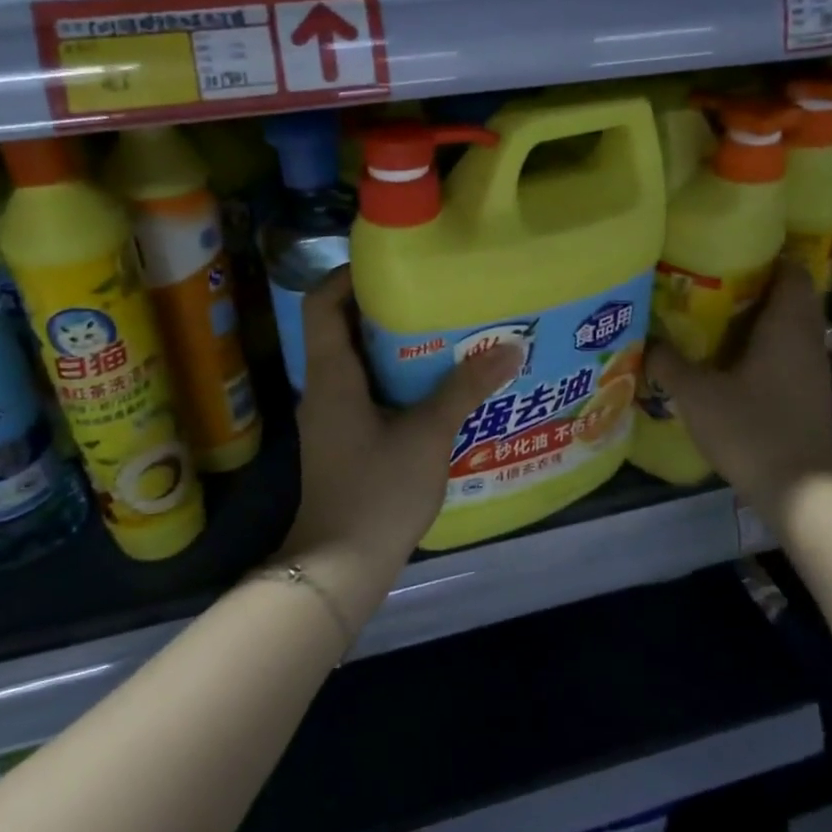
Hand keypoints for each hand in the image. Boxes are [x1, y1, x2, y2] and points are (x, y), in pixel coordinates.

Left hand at [281, 268, 516, 626]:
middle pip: (341, 328)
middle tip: (432, 296)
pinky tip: (433, 387)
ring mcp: (330, 416)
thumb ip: (465, 389)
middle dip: (383, 309)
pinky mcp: (342, 440)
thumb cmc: (377, 492)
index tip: (392, 266)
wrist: (339, 565)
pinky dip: (393, 380)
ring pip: (355, 362)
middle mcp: (323, 388)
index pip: (322, 303)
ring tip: (441, 334)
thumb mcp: (428, 436)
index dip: (348, 276)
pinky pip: (365, 392)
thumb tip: (510, 348)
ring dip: (392, 346)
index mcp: (331, 375)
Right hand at [644, 257, 831, 524]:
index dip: (767, 256)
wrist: (798, 489)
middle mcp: (807, 340)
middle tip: (715, 283)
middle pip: (792, 296)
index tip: (732, 252)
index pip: (792, 272)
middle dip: (758, 285)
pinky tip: (733, 358)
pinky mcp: (809, 393)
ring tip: (717, 316)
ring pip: (791, 326)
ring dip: (761, 317)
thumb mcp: (696, 395)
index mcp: (787, 327)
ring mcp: (813, 369)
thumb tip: (647, 340)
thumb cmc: (750, 429)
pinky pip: (789, 351)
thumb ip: (669, 363)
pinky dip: (766, 344)